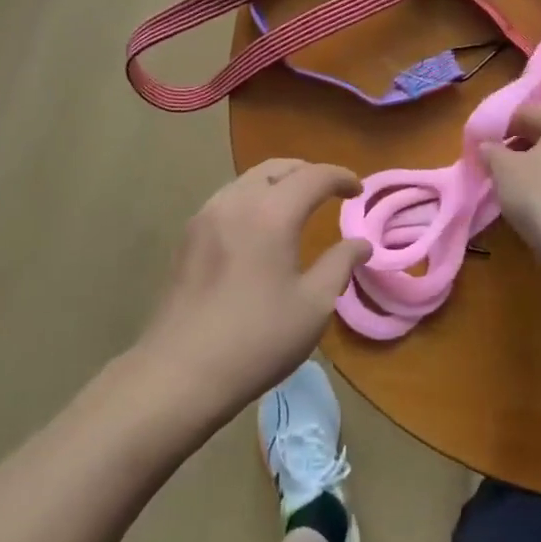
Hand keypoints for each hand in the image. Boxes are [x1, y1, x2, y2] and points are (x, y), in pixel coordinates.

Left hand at [138, 159, 367, 424]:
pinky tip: (260, 227)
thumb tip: (361, 244)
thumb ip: (340, 264)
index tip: (358, 190)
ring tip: (297, 205)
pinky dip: (253, 198)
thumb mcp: (313, 306)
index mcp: (270, 214)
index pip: (313, 176)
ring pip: (248, 180)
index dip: (340, 177)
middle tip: (330, 192)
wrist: (179, 373)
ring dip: (278, 183)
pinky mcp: (187, 236)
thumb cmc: (256, 340)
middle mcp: (235, 202)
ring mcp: (205, 217)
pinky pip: (228, 199)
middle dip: (308, 172)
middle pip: (276, 168)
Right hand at [479, 105, 540, 252]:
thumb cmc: (540, 193)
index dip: (501, 128)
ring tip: (516, 189)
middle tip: (498, 169)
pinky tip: (540, 204)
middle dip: (521, 148)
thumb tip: (486, 146)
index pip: (527, 113)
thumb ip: (491, 151)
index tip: (484, 149)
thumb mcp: (503, 169)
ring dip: (539, 168)